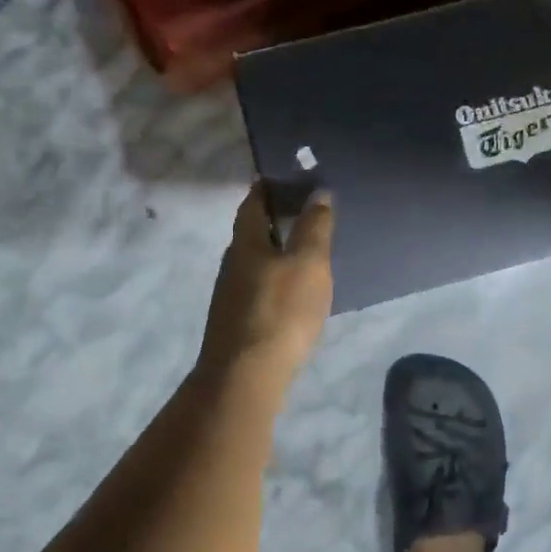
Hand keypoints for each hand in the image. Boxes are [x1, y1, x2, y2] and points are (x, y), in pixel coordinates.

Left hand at [198, 184, 335, 385]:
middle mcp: (233, 264)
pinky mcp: (239, 321)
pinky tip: (295, 290)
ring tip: (307, 250)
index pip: (253, 203)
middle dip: (275, 219)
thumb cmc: (280, 310)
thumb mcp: (308, 263)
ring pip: (256, 261)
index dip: (267, 187)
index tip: (287, 176)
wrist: (246, 376)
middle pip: (252, 232)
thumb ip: (314, 227)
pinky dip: (277, 277)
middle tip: (307, 211)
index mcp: (246, 243)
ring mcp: (232, 295)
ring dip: (277, 250)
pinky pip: (260, 286)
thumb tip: (318, 192)